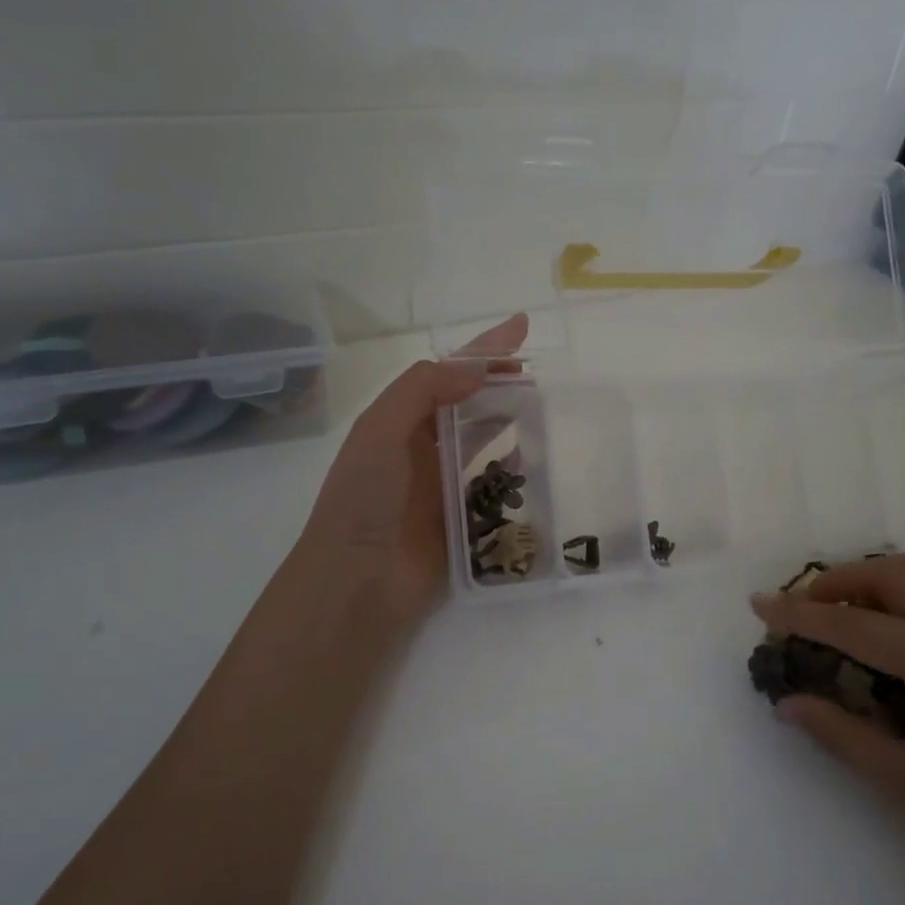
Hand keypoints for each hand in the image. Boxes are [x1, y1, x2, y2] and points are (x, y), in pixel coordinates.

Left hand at [297, 315, 528, 626]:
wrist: (358, 578)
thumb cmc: (365, 497)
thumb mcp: (381, 430)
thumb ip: (423, 390)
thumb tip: (476, 370)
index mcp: (400, 420)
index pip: (448, 372)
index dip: (483, 349)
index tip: (521, 326)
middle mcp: (423, 446)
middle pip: (470, 401)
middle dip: (501, 381)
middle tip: (540, 372)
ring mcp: (443, 482)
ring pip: (484, 438)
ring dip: (509, 417)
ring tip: (545, 404)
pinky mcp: (463, 517)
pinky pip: (495, 483)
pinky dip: (513, 467)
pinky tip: (535, 456)